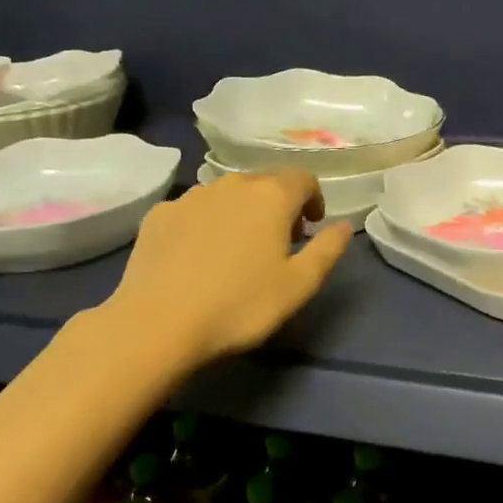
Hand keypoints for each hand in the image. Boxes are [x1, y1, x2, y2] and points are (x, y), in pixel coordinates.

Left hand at [106, 171, 351, 365]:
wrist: (157, 323)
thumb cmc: (240, 305)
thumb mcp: (299, 285)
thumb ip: (328, 250)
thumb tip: (344, 225)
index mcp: (271, 196)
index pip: (303, 179)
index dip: (313, 200)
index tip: (311, 228)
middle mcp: (232, 184)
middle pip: (265, 184)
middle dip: (279, 206)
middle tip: (279, 243)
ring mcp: (191, 196)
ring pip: (228, 195)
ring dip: (242, 213)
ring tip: (238, 250)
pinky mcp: (159, 214)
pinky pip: (193, 210)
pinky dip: (206, 223)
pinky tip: (199, 257)